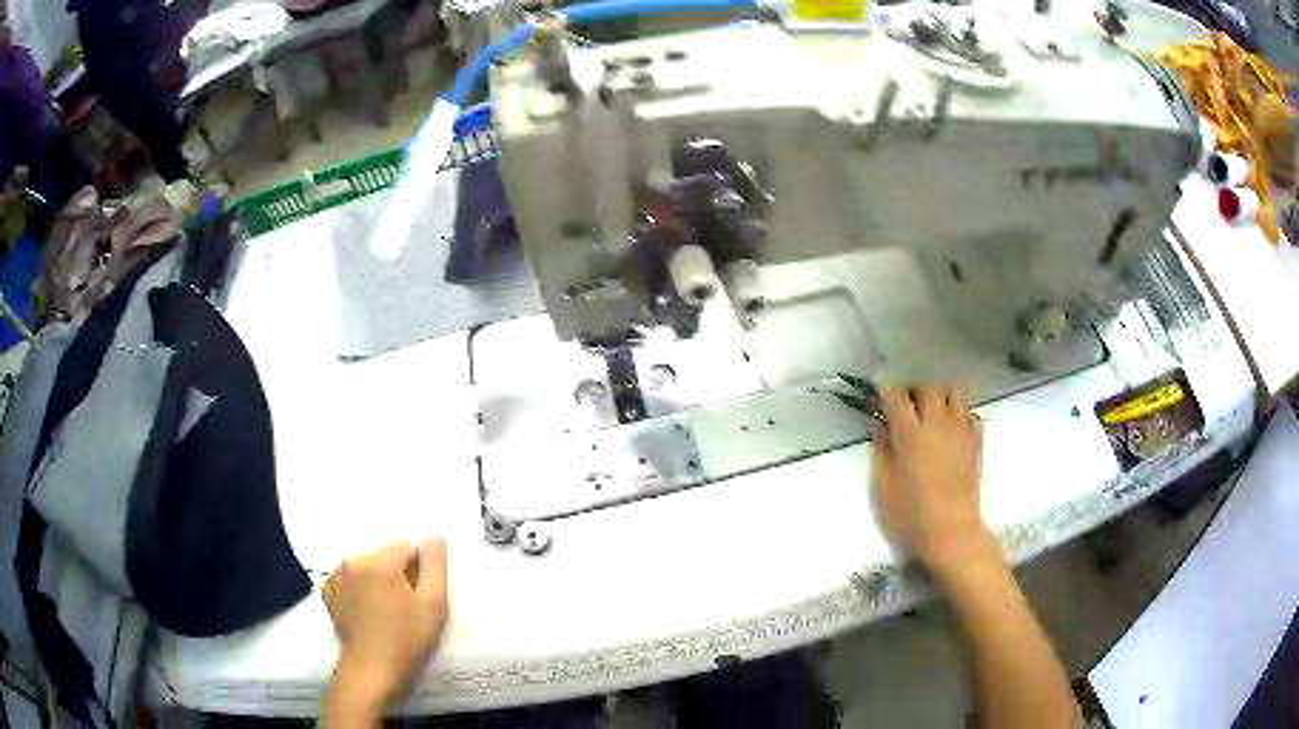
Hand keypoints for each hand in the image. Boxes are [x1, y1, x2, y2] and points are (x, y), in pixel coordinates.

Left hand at [323, 539, 448, 717]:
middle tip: (407, 606)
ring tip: (387, 610)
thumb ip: (436, 564)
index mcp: (378, 560)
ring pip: (368, 565)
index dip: (420, 568)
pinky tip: (369, 610)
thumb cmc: (407, 640)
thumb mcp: (434, 604)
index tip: (421, 595)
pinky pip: (352, 577)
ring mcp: (336, 574)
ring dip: (380, 579)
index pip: (408, 545)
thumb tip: (433, 538)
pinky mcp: (328, 590)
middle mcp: (352, 559)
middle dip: (399, 573)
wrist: (371, 671)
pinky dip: (361, 587)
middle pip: (386, 554)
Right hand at [870, 384, 991, 575]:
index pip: (896, 395)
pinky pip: (971, 414)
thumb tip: (880, 425)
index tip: (879, 390)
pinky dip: (961, 414)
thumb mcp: (883, 486)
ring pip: (955, 391)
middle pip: (929, 387)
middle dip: (916, 389)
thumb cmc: (910, 514)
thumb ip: (881, 450)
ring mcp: (961, 430)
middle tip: (907, 404)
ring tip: (932, 411)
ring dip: (941, 395)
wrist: (952, 532)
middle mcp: (937, 423)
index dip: (886, 388)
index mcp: (910, 433)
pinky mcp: (976, 443)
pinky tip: (952, 429)